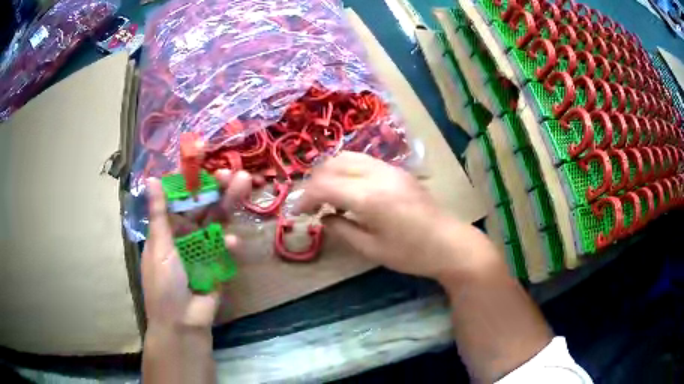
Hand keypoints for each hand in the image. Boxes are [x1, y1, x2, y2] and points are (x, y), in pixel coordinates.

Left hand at [141, 170, 251, 330]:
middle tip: (232, 171)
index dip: (193, 181)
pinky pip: (226, 248)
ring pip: (218, 221)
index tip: (205, 162)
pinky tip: (233, 243)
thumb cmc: (164, 283)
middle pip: (203, 206)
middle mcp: (187, 235)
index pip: (181, 198)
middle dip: (217, 189)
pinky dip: (229, 244)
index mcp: (168, 229)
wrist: (183, 323)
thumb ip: (159, 214)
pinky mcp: (219, 264)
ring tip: (244, 183)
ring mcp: (204, 249)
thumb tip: (152, 179)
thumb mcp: (159, 246)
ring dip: (229, 204)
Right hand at [297, 151, 485, 279]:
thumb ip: (342, 230)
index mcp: (369, 197)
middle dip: (314, 183)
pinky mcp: (398, 170)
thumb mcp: (372, 249)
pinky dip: (346, 170)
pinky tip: (347, 189)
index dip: (304, 198)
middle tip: (310, 205)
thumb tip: (323, 218)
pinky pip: (363, 161)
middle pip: (332, 165)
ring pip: (347, 157)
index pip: (324, 186)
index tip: (296, 213)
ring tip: (325, 195)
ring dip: (329, 173)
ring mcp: (390, 168)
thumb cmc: (412, 254)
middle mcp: (378, 175)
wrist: (450, 243)